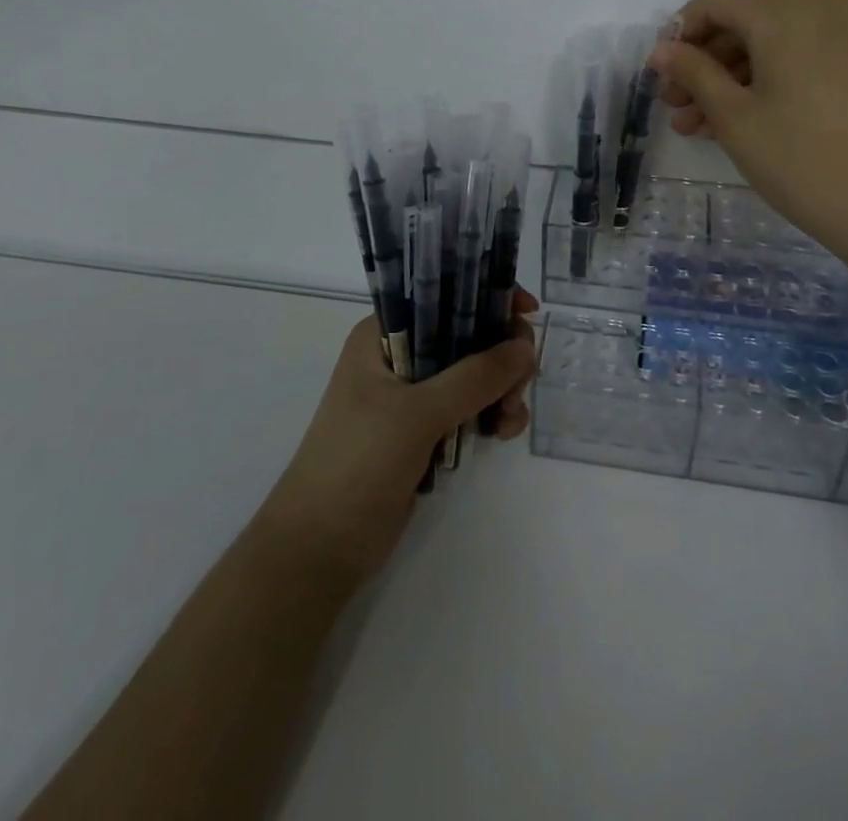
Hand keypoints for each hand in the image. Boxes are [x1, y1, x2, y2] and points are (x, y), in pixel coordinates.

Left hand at [254, 293, 537, 584]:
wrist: (319, 550)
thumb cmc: (357, 464)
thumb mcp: (417, 414)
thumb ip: (474, 378)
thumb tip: (525, 346)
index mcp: (382, 336)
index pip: (442, 297)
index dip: (486, 296)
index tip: (527, 312)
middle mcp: (398, 357)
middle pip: (465, 336)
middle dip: (500, 354)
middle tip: (521, 381)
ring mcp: (410, 397)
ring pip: (471, 374)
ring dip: (500, 389)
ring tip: (511, 418)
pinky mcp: (422, 432)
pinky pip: (468, 408)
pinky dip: (490, 414)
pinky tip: (503, 433)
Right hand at [652, 0, 847, 269]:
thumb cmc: (806, 162)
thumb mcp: (736, 118)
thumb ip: (694, 73)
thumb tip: (663, 49)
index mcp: (788, 9)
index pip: (716, 2)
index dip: (680, 35)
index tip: (660, 76)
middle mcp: (826, 4)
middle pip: (748, 20)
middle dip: (706, 63)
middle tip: (677, 108)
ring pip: (777, 41)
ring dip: (736, 77)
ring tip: (702, 126)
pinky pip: (807, 55)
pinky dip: (773, 79)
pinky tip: (745, 120)